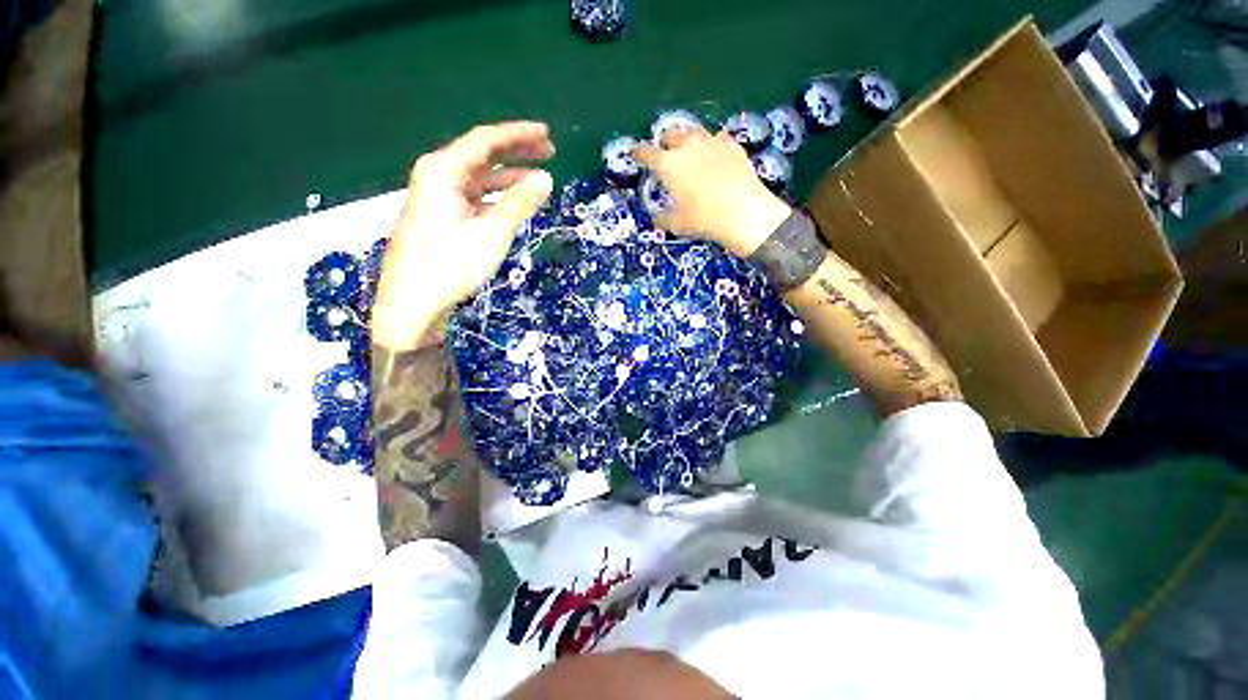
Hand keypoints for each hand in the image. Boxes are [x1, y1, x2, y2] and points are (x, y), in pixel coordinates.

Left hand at [373, 122, 554, 348]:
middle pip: (481, 154)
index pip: (486, 140)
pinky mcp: (440, 217)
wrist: (412, 303)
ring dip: (508, 176)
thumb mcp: (492, 233)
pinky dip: (496, 196)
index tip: (547, 134)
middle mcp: (436, 175)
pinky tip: (513, 202)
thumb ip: (519, 203)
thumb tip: (545, 179)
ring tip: (538, 179)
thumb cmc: (451, 264)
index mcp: (443, 170)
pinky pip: (473, 196)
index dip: (518, 134)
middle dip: (516, 152)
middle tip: (548, 152)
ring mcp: (436, 197)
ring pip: (478, 177)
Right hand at [634, 129, 791, 256]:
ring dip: (688, 140)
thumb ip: (664, 218)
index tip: (635, 155)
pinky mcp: (733, 146)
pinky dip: (712, 146)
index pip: (646, 153)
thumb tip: (657, 219)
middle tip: (665, 153)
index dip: (638, 153)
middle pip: (671, 134)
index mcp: (668, 164)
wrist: (743, 211)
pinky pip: (718, 139)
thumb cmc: (703, 219)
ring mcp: (712, 142)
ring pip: (694, 132)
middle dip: (665, 142)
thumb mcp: (678, 224)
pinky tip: (715, 155)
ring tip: (690, 152)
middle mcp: (687, 146)